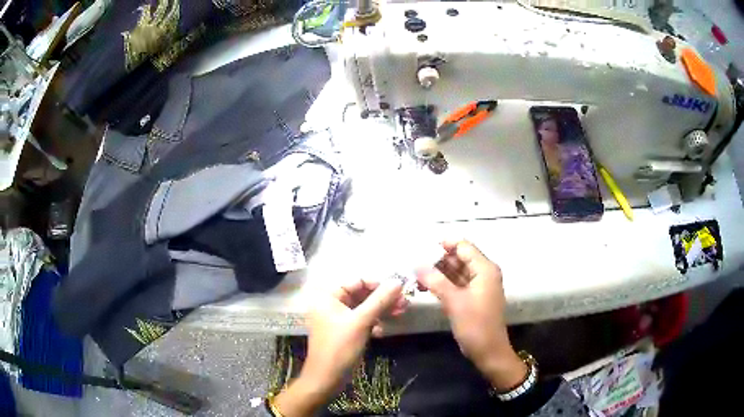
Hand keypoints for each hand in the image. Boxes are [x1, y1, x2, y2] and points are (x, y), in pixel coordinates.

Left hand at [274, 279, 407, 415]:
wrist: (327, 378)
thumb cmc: (340, 347)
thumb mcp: (361, 322)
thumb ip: (380, 300)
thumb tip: (399, 281)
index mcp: (328, 296)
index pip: (357, 281)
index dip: (378, 283)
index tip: (400, 289)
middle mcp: (331, 303)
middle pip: (362, 293)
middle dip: (383, 297)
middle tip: (405, 301)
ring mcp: (338, 318)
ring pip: (364, 307)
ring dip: (382, 309)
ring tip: (402, 311)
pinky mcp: (345, 330)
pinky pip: (362, 319)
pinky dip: (375, 320)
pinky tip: (387, 326)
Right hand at [416, 240, 526, 390]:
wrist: (488, 351)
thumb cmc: (475, 325)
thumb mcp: (454, 301)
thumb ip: (436, 281)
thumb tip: (416, 264)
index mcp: (485, 269)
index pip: (463, 246)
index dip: (443, 244)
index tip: (420, 247)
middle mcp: (483, 273)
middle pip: (459, 258)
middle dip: (437, 259)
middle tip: (412, 262)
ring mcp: (478, 286)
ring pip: (455, 271)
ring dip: (437, 272)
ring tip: (414, 274)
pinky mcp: (471, 297)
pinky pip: (455, 284)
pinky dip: (442, 284)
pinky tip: (424, 286)